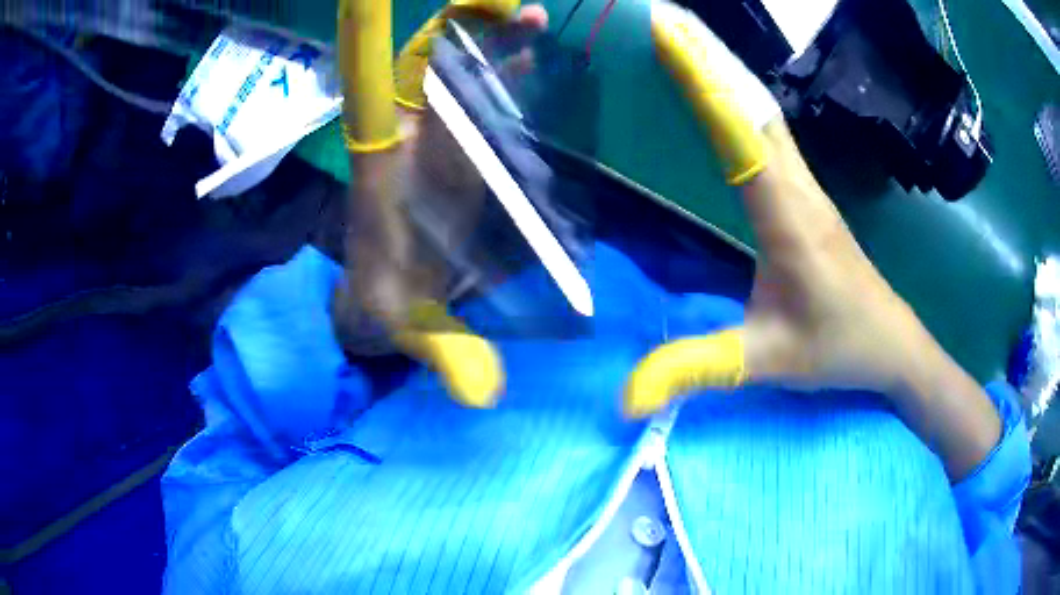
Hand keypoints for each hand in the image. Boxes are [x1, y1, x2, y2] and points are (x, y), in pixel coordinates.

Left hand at [333, 1, 547, 406]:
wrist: (383, 299)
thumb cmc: (382, 306)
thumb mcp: (403, 330)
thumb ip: (439, 354)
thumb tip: (482, 396)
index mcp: (380, 173)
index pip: (384, 103)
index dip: (407, 63)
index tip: (439, 30)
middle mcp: (407, 148)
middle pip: (432, 81)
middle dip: (471, 44)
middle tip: (519, 15)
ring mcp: (436, 148)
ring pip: (461, 87)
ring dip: (495, 55)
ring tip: (535, 23)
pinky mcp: (460, 158)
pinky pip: (482, 111)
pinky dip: (506, 86)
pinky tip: (534, 65)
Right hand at [628, 2, 999, 480]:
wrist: (894, 345)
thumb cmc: (839, 348)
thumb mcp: (765, 361)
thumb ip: (697, 370)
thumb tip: (623, 397)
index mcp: (787, 218)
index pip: (739, 133)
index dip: (703, 82)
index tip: (668, 35)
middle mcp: (799, 188)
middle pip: (752, 105)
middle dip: (707, 59)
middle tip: (665, 23)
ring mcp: (808, 189)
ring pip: (765, 114)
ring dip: (726, 75)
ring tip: (687, 44)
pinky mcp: (810, 197)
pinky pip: (773, 136)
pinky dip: (743, 104)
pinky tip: (727, 97)